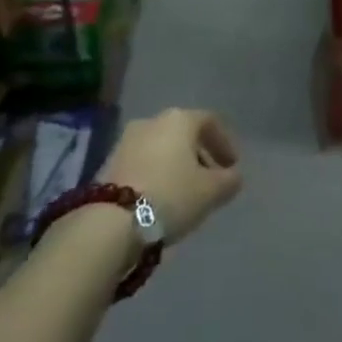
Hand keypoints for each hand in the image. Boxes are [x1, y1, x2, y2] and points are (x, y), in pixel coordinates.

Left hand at [99, 108, 242, 245]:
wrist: (110, 222)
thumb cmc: (170, 196)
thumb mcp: (211, 192)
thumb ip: (229, 180)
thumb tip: (233, 176)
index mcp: (180, 119)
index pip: (210, 121)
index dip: (225, 142)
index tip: (232, 166)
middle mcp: (152, 121)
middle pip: (183, 133)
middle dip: (199, 154)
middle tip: (210, 179)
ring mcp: (126, 140)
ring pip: (161, 148)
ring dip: (176, 165)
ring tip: (184, 193)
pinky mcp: (108, 163)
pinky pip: (142, 163)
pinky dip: (156, 174)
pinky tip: (160, 198)